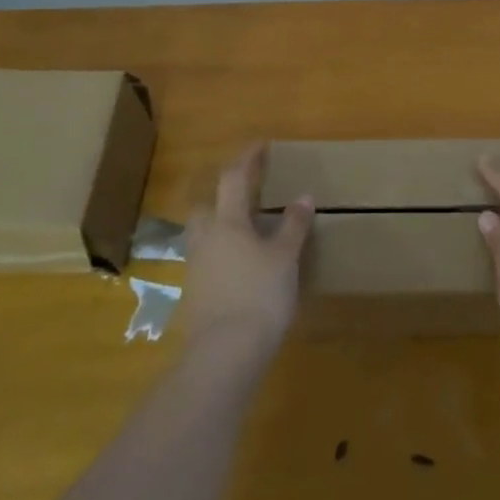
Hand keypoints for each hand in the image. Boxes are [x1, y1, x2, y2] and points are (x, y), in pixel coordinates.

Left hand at [182, 146, 313, 361]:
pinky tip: (240, 267)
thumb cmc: (259, 296)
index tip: (260, 145)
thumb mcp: (285, 258)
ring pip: (203, 236)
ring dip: (220, 226)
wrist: (224, 355)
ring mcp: (196, 269)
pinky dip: (222, 255)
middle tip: (246, 195)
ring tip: (246, 232)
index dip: (246, 158)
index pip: (233, 178)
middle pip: (206, 207)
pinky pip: (207, 261)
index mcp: (227, 222)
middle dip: (222, 196)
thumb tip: (303, 197)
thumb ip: (293, 226)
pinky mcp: (195, 296)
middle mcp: (206, 239)